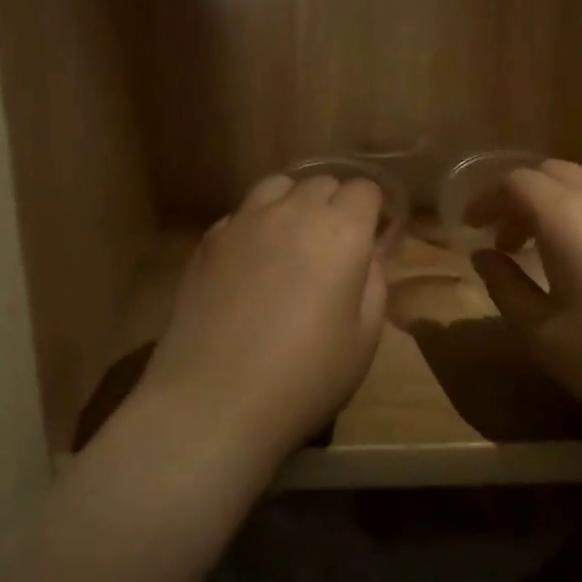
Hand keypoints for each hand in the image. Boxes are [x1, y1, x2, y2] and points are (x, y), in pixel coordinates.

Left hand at [136, 173, 386, 466]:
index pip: (364, 189)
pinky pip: (241, 214)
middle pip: (321, 182)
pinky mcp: (208, 241)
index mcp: (340, 232)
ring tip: (291, 241)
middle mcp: (292, 212)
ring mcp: (244, 222)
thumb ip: (373, 283)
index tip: (370, 239)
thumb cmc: (305, 377)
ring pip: (276, 186)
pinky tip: (251, 263)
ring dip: (292, 203)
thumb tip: (365, 256)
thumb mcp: (365, 339)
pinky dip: (255, 225)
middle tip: (334, 247)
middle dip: (335, 204)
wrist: (215, 400)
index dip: (372, 211)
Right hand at [471, 160, 581, 433]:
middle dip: (521, 197)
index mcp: (567, 217)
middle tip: (508, 240)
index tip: (473, 227)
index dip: (488, 199)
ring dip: (561, 194)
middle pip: (553, 172)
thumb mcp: (540, 332)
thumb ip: (504, 285)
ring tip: (553, 237)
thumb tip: (484, 256)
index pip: (517, 183)